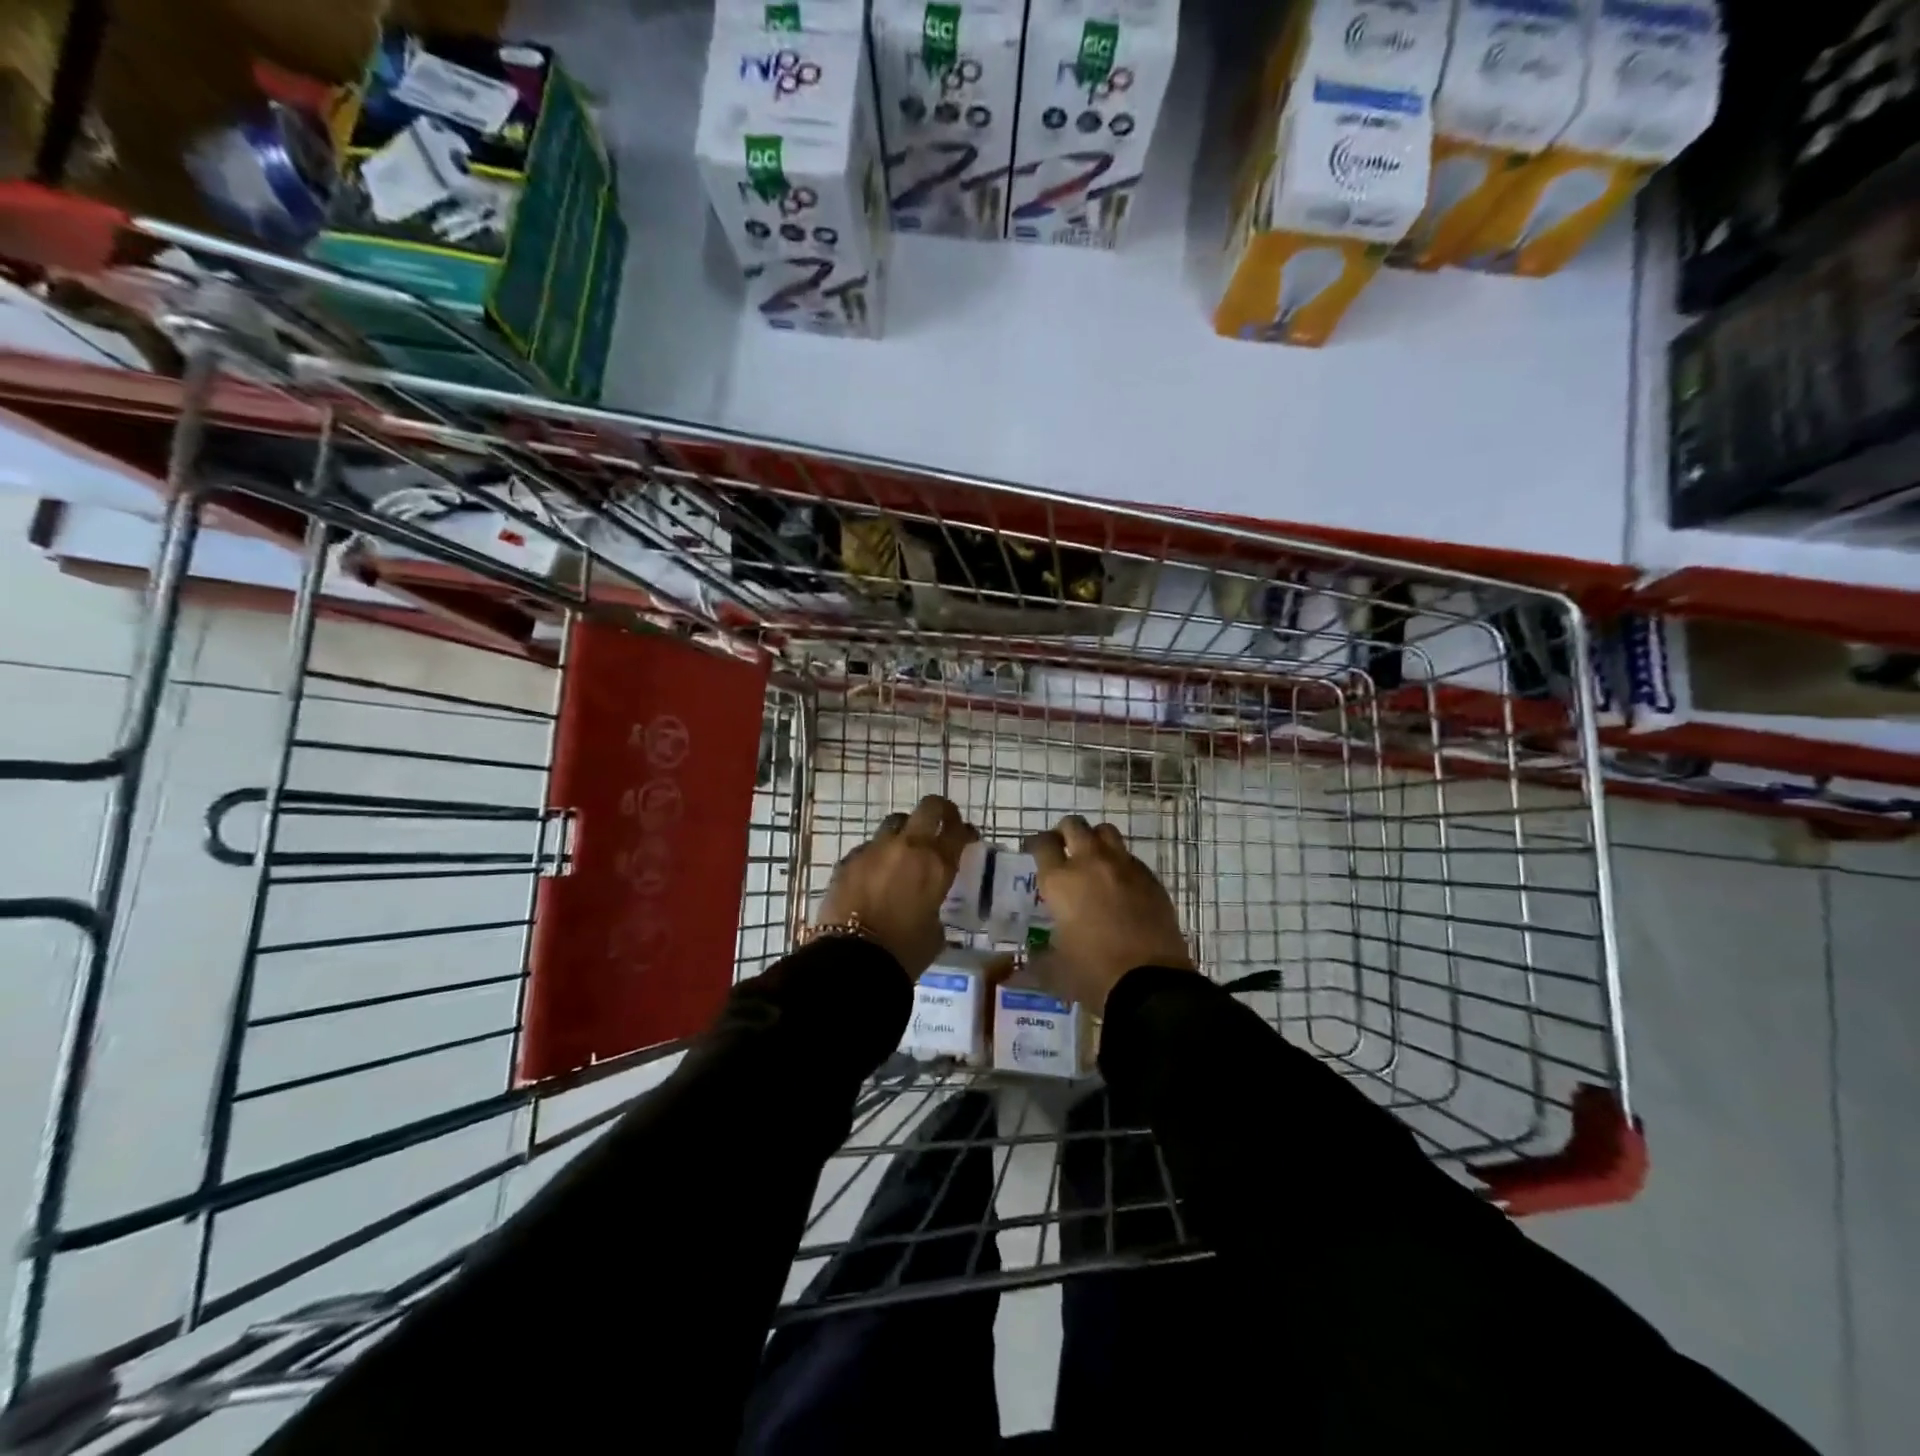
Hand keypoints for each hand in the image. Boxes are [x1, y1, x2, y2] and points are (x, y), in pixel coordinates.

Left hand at [816, 795, 976, 978]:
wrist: (852, 960)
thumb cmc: (904, 953)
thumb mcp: (935, 933)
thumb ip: (935, 908)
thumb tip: (927, 905)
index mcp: (936, 864)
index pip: (958, 831)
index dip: (965, 831)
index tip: (967, 837)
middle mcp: (907, 846)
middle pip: (929, 807)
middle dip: (939, 812)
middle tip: (941, 824)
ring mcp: (874, 849)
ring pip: (895, 822)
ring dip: (904, 831)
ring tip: (904, 851)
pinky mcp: (848, 860)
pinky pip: (868, 848)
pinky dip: (877, 856)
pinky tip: (875, 875)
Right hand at [1025, 815, 1192, 1012]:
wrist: (1151, 984)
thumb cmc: (1093, 974)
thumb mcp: (1055, 968)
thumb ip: (1039, 957)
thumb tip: (1028, 961)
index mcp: (1060, 881)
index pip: (1042, 843)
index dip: (1035, 844)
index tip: (1033, 851)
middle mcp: (1091, 863)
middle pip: (1074, 826)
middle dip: (1065, 833)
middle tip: (1062, 849)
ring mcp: (1124, 867)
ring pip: (1106, 832)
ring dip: (1094, 840)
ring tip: (1092, 859)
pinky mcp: (1151, 879)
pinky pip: (1130, 858)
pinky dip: (1120, 863)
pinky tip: (1120, 884)